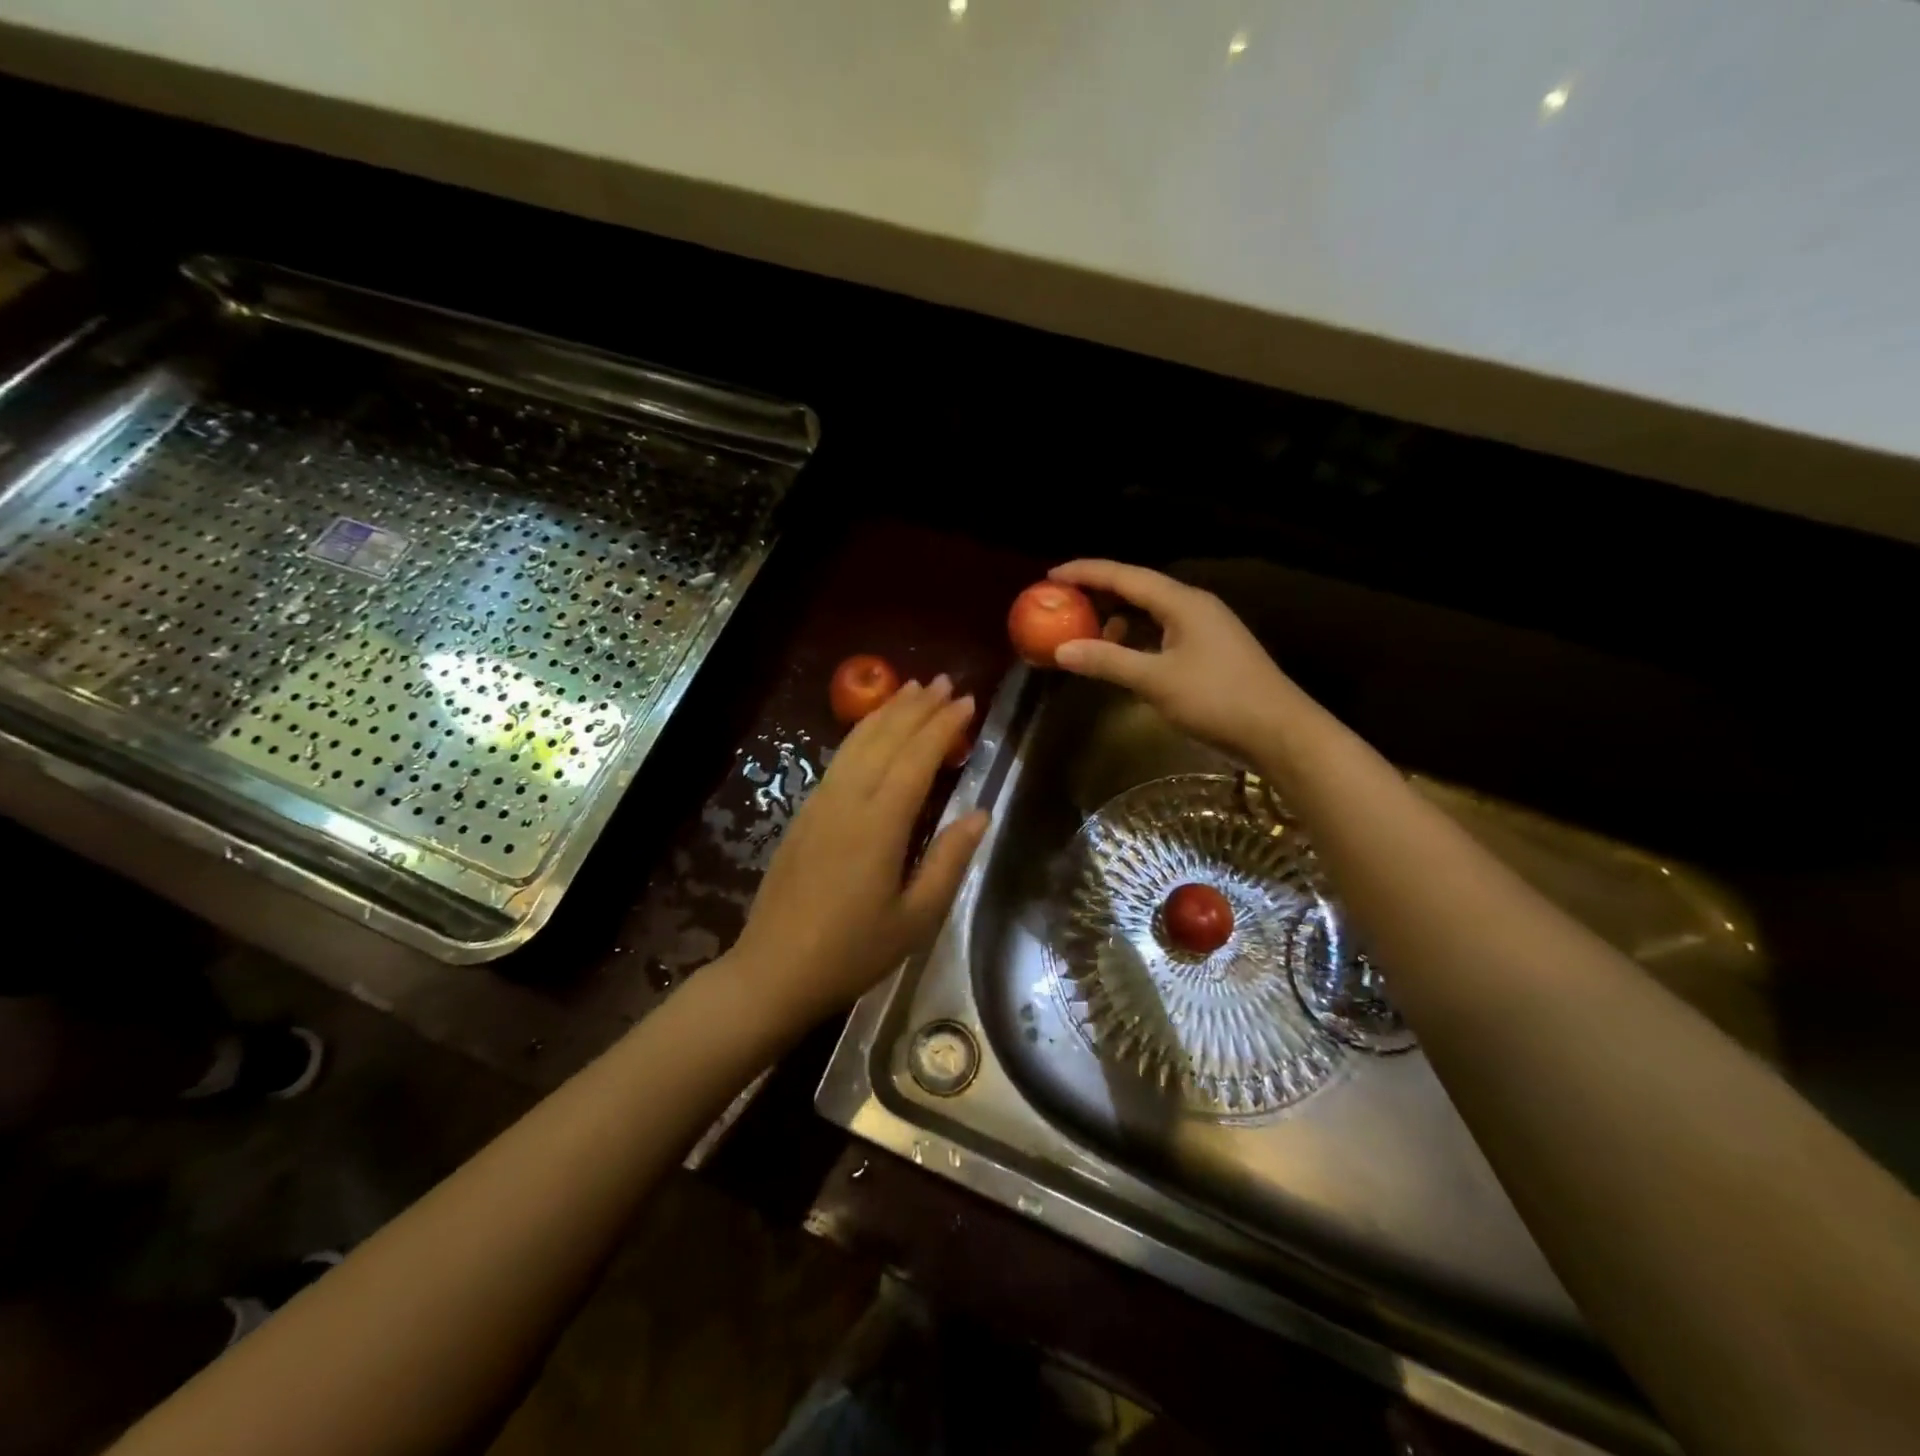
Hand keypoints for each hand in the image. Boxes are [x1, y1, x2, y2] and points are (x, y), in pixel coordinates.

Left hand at [727, 676, 987, 1029]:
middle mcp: (848, 801)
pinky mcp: (804, 814)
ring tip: (912, 689)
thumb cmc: (852, 952)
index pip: (917, 758)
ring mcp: (820, 804)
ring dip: (887, 712)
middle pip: (886, 739)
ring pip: (857, 742)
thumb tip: (979, 813)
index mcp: (879, 825)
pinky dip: (862, 734)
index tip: (968, 701)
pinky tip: (873, 731)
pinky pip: (839, 760)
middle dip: (917, 707)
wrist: (773, 971)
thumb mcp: (915, 919)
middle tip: (945, 682)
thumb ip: (948, 861)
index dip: (943, 726)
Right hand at [1048, 560, 1300, 758]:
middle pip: (1137, 590)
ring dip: (1116, 621)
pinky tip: (1120, 659)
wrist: (1279, 732)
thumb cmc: (1217, 699)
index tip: (1051, 575)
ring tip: (1086, 636)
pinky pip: (1161, 635)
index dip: (1086, 572)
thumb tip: (1061, 650)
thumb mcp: (1156, 680)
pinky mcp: (1207, 652)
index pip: (1125, 576)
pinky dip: (1135, 641)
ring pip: (1150, 614)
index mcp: (1182, 602)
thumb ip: (1107, 661)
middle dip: (1098, 596)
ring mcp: (1203, 629)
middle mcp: (1193, 606)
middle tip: (1062, 605)